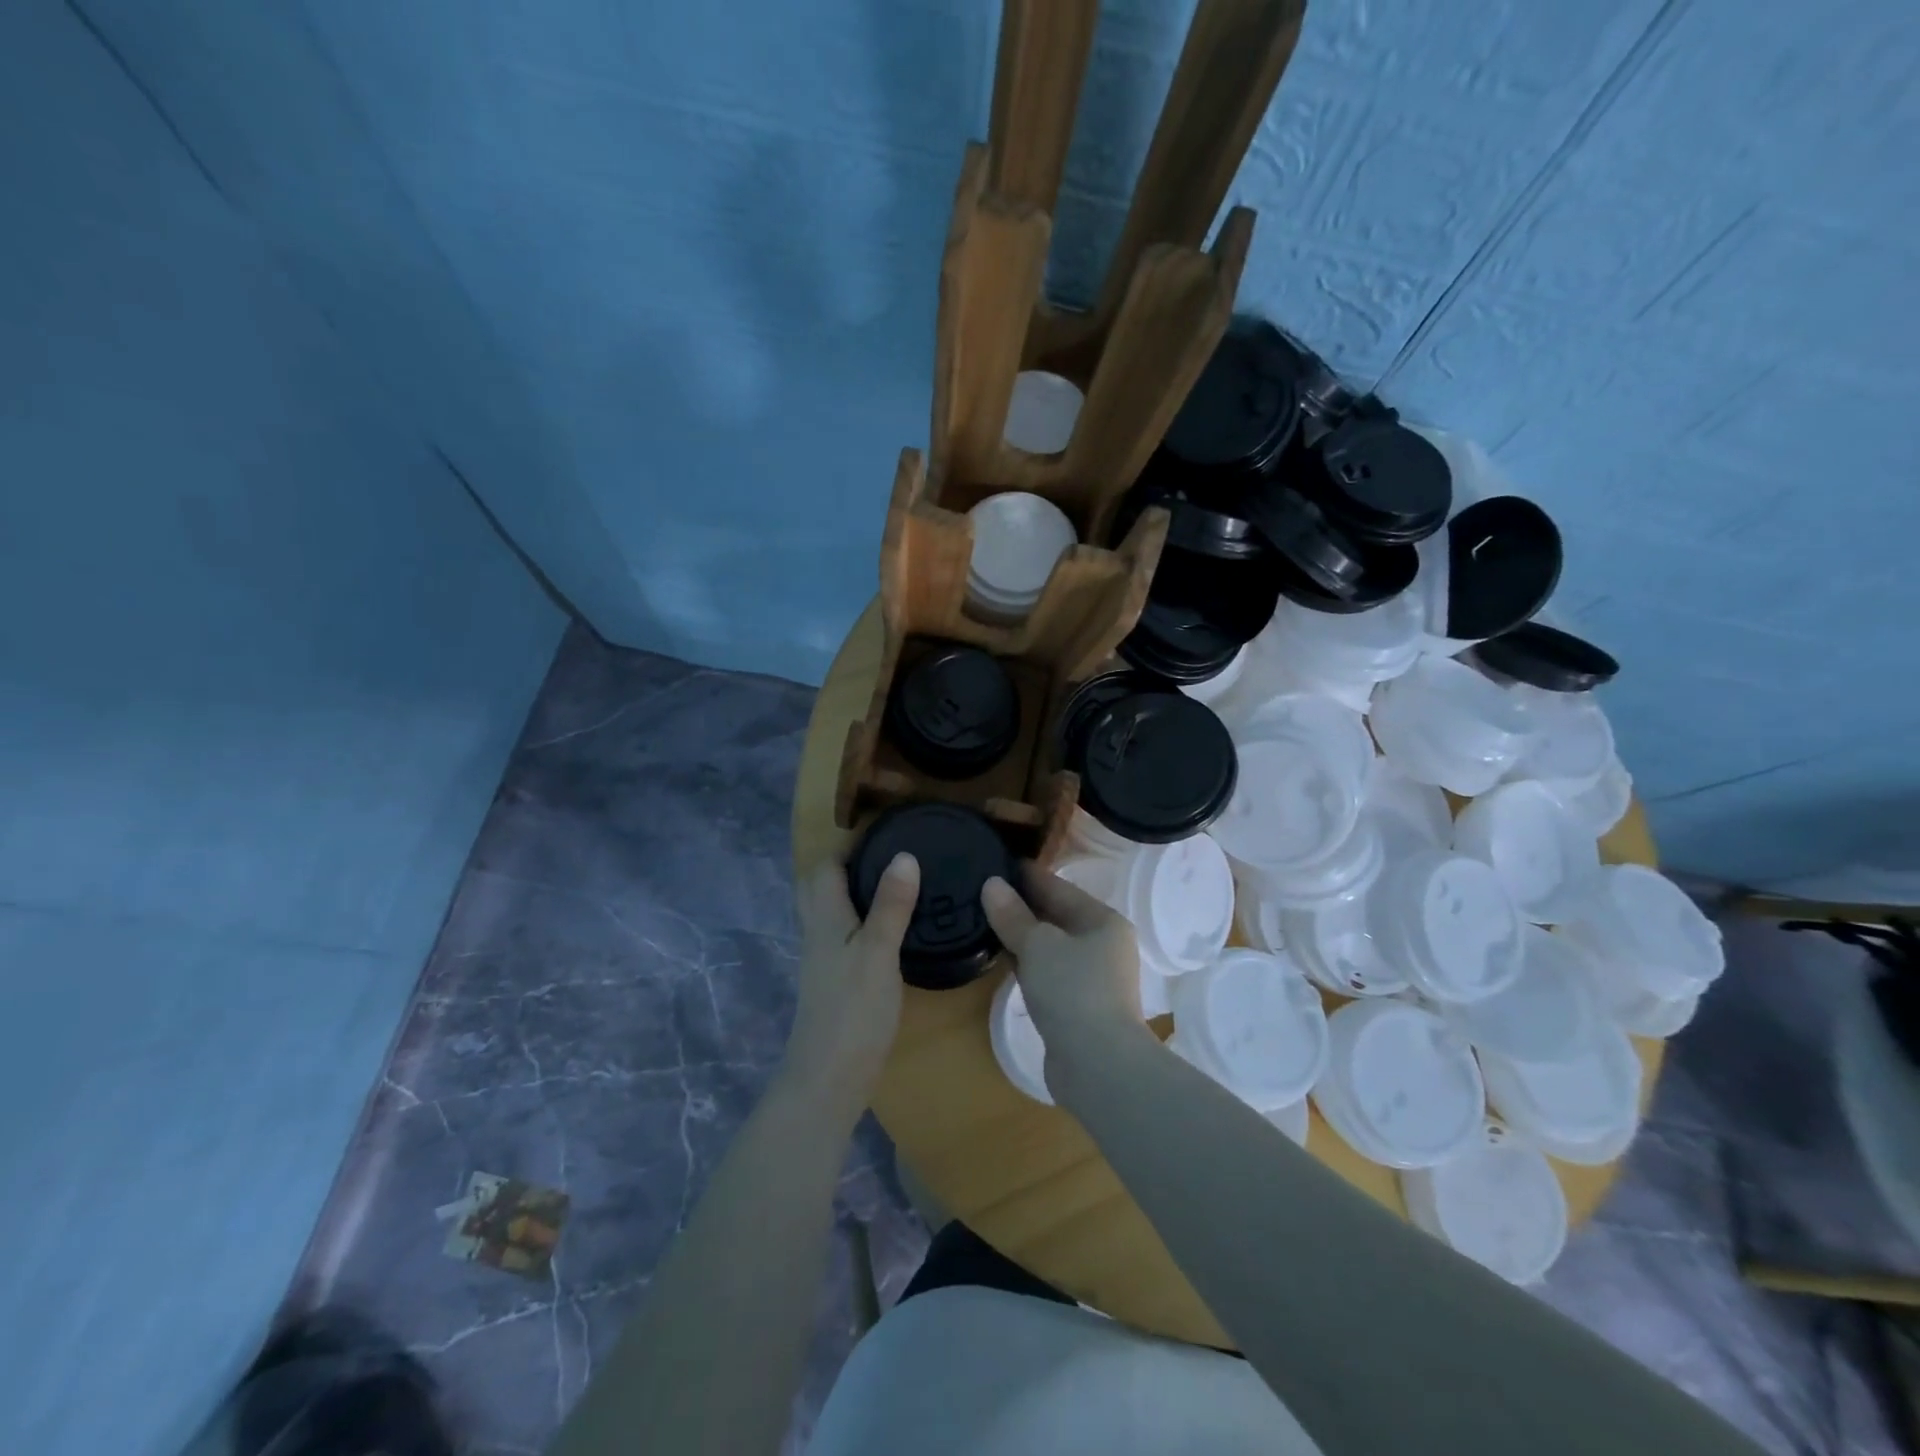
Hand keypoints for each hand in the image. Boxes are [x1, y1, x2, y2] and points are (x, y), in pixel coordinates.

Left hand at [782, 852, 918, 1120]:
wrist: (828, 1077)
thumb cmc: (853, 1009)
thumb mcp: (878, 951)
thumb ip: (891, 904)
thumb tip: (905, 854)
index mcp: (824, 917)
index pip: (825, 865)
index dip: (849, 845)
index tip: (887, 830)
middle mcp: (818, 932)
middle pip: (821, 885)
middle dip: (848, 865)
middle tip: (889, 855)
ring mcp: (824, 959)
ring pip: (833, 911)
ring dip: (856, 892)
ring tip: (897, 883)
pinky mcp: (836, 981)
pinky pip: (845, 934)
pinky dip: (863, 920)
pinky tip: (893, 928)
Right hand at [982, 866, 1148, 1092]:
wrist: (1099, 1066)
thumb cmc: (1073, 991)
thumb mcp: (1038, 945)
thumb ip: (1013, 915)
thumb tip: (992, 884)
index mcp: (1103, 920)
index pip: (1058, 887)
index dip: (1026, 875)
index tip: (995, 861)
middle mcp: (1103, 945)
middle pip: (1056, 916)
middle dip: (1021, 906)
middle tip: (981, 891)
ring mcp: (1093, 978)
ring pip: (1051, 946)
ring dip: (1022, 936)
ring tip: (985, 920)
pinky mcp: (1079, 1006)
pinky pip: (1048, 973)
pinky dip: (1027, 964)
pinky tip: (1002, 960)